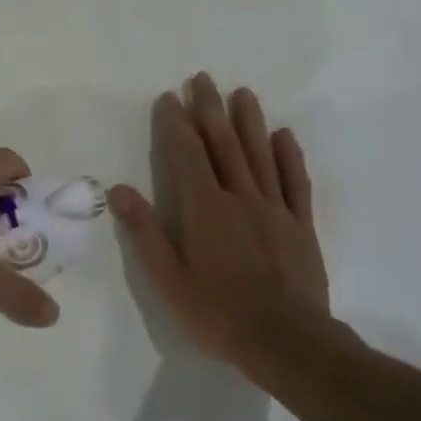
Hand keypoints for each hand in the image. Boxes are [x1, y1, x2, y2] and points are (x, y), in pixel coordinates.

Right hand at [109, 74, 339, 374]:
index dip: (177, 123)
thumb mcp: (168, 279)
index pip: (187, 154)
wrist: (287, 342)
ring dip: (249, 122)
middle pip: (223, 144)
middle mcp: (239, 197)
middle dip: (211, 109)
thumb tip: (119, 189)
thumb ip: (145, 231)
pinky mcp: (300, 225)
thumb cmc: (218, 312)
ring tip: (243, 93)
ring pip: (260, 155)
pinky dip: (290, 156)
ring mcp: (274, 209)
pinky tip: (284, 135)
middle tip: (204, 78)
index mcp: (204, 208)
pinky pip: (295, 183)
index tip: (170, 97)